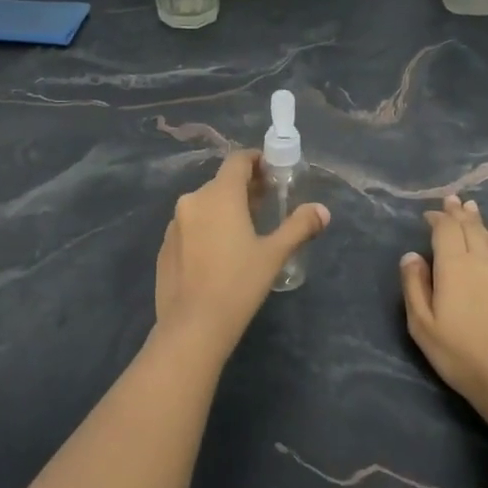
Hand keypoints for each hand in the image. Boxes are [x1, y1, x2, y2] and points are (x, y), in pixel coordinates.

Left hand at [154, 151, 329, 347]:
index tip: (272, 172)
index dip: (256, 161)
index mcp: (219, 195)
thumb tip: (322, 211)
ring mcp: (174, 224)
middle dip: (244, 189)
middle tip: (266, 205)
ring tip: (244, 231)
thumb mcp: (274, 254)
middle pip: (221, 183)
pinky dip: (206, 228)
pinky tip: (218, 254)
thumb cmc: (238, 284)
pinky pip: (190, 226)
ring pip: (204, 205)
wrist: (192, 326)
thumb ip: (299, 227)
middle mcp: (192, 201)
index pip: (237, 161)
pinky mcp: (165, 246)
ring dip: (224, 209)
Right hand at [400, 195, 487, 417]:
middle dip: (458, 213)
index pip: (446, 230)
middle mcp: (480, 262)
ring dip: (477, 221)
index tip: (428, 214)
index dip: (437, 218)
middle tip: (452, 199)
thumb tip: (411, 255)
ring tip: (471, 208)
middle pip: (469, 228)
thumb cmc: (459, 353)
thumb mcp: (422, 324)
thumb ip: (414, 285)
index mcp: (454, 266)